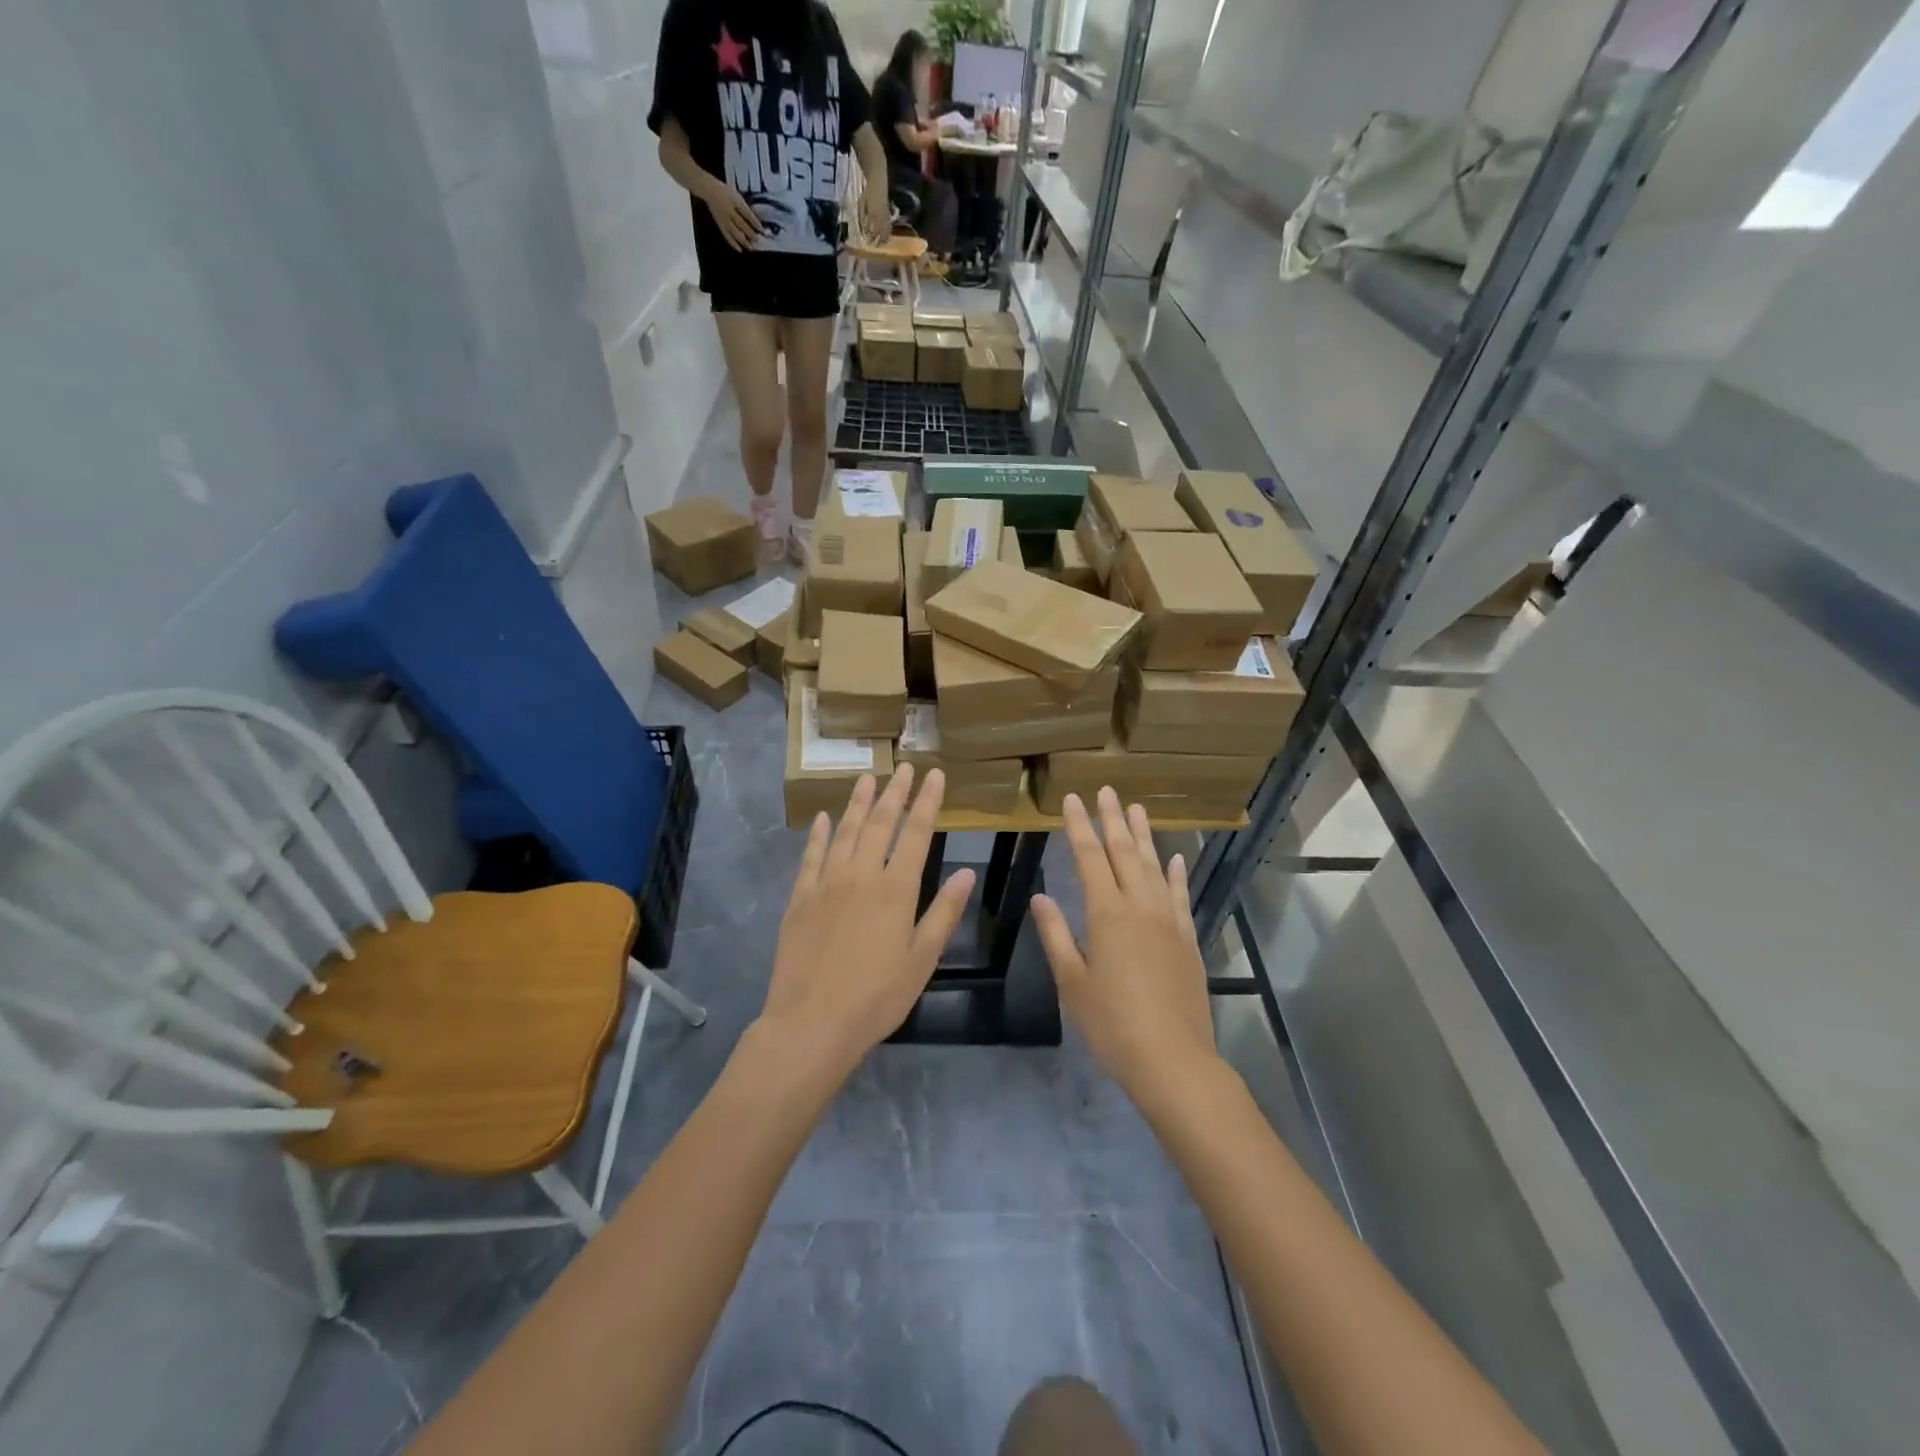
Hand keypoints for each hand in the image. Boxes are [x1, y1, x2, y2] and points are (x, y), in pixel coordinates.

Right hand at [700, 177, 762, 249]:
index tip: (764, 232)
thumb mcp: (738, 197)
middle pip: (742, 225)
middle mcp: (730, 212)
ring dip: (744, 241)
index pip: (748, 215)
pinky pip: (727, 236)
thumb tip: (756, 222)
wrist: (710, 190)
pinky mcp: (721, 226)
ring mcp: (725, 220)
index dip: (756, 224)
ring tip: (751, 248)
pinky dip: (734, 244)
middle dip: (751, 234)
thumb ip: (746, 208)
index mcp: (736, 202)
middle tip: (759, 242)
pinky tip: (740, 250)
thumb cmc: (727, 193)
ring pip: (735, 232)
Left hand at [762, 767, 973, 1080]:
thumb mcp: (922, 959)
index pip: (917, 833)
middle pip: (880, 823)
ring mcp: (826, 883)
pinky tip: (824, 818)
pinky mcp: (800, 898)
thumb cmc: (877, 997)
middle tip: (904, 768)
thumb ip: (944, 912)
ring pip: (845, 831)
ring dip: (858, 802)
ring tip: (868, 777)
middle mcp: (861, 875)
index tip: (935, 775)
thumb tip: (968, 872)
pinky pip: (811, 856)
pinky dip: (819, 834)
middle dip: (895, 792)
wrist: (812, 1022)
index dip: (927, 802)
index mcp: (896, 889)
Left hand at [860, 177, 891, 242]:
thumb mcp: (861, 203)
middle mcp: (879, 215)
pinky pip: (889, 226)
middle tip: (873, 245)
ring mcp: (885, 215)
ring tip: (881, 244)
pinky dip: (888, 233)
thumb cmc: (867, 193)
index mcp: (872, 213)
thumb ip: (861, 216)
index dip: (868, 235)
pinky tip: (886, 237)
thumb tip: (862, 228)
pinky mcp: (889, 214)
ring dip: (883, 238)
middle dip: (876, 239)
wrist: (878, 183)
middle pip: (878, 231)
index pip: (869, 228)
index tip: (866, 240)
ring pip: (885, 230)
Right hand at [1031, 789, 1217, 1104]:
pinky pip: (1180, 896)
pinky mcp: (1187, 940)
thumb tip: (1040, 895)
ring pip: (1154, 867)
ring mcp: (1169, 921)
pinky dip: (1176, 874)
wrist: (1173, 1060)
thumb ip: (1055, 934)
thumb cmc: (1112, 1024)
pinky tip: (1175, 859)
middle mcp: (1140, 907)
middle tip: (1106, 791)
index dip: (1079, 827)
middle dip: (1113, 820)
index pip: (1090, 858)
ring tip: (1137, 808)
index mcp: (1107, 914)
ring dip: (1144, 837)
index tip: (1072, 799)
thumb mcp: (1072, 982)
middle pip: (1125, 853)